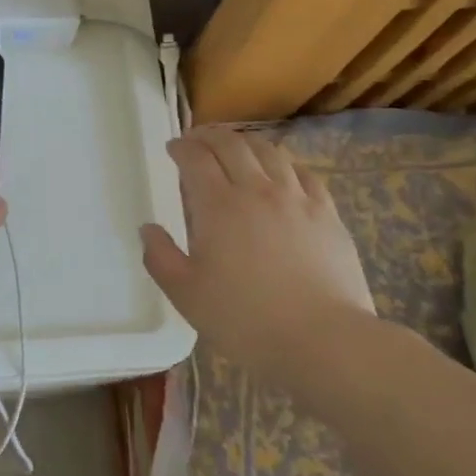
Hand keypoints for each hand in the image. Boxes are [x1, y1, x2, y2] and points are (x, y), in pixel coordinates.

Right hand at [139, 126, 376, 378]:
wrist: (324, 340)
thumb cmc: (246, 320)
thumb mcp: (187, 295)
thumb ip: (160, 258)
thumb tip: (148, 229)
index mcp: (218, 206)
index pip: (196, 158)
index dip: (181, 147)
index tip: (173, 148)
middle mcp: (257, 190)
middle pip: (231, 145)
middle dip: (210, 135)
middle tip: (198, 140)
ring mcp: (296, 198)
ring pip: (270, 151)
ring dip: (246, 143)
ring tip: (237, 148)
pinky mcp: (327, 213)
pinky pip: (304, 173)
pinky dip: (285, 162)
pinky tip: (282, 170)